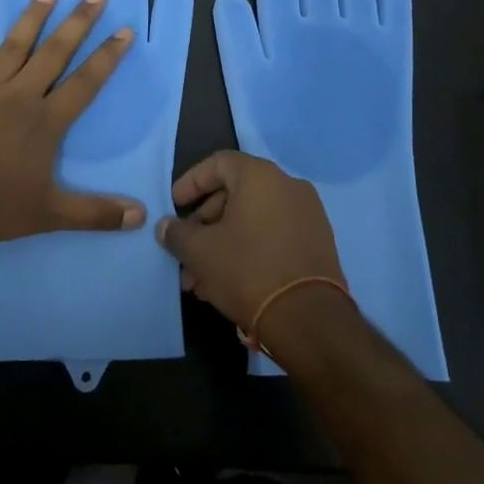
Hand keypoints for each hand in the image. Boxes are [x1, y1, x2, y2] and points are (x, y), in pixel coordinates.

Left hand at [0, 0, 143, 243]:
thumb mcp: (49, 214)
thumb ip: (95, 213)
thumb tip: (141, 216)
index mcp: (45, 120)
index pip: (85, 82)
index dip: (107, 57)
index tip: (123, 30)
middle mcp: (19, 96)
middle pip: (54, 53)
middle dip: (77, 22)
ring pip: (12, 48)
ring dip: (31, 19)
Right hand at [156, 151, 348, 341]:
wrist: (309, 320)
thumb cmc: (248, 271)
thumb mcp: (200, 252)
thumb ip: (177, 234)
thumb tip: (165, 226)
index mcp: (260, 176)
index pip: (218, 163)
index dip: (191, 183)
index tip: (174, 207)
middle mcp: (288, 186)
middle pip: (235, 194)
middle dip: (204, 225)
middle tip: (185, 252)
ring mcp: (307, 215)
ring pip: (252, 220)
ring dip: (223, 243)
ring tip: (199, 279)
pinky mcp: (318, 243)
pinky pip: (273, 235)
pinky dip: (248, 250)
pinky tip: (226, 283)